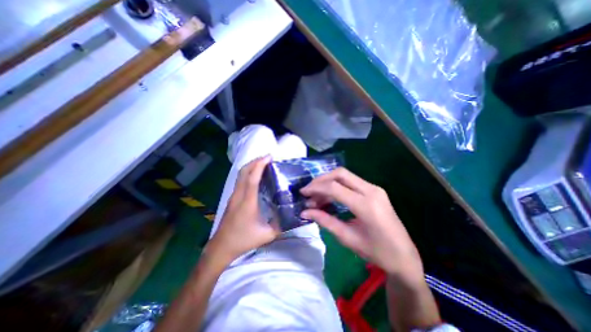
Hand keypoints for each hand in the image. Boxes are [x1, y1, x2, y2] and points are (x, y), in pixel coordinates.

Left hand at [206, 155, 279, 264]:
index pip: (253, 178)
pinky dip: (248, 173)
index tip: (269, 157)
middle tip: (268, 158)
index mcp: (247, 202)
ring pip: (240, 175)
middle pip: (244, 172)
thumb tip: (291, 216)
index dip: (260, 165)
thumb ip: (281, 225)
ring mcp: (233, 196)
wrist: (221, 247)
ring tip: (263, 163)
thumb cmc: (243, 240)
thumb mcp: (267, 235)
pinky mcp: (232, 198)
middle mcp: (239, 195)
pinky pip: (240, 180)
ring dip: (251, 166)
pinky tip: (255, 176)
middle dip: (255, 161)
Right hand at [302, 167, 422, 281]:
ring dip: (328, 182)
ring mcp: (375, 188)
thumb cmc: (377, 252)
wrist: (404, 256)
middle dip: (321, 179)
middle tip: (309, 191)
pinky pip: (351, 182)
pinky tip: (330, 196)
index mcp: (366, 205)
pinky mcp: (375, 190)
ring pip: (345, 175)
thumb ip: (325, 221)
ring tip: (317, 197)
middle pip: (340, 174)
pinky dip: (337, 185)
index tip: (303, 193)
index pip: (334, 187)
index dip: (316, 188)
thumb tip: (305, 212)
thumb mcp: (348, 238)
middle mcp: (371, 190)